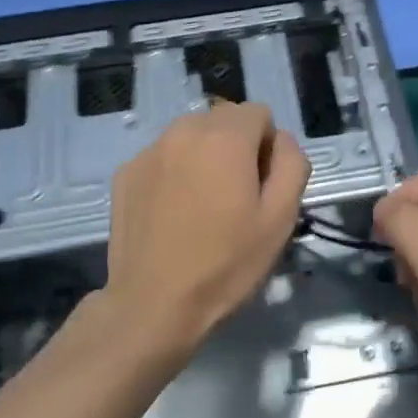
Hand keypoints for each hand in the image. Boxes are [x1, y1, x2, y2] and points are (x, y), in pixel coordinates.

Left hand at [96, 101, 310, 356]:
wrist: (153, 304)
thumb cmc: (226, 264)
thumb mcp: (280, 218)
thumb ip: (291, 164)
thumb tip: (281, 141)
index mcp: (225, 137)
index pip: (259, 113)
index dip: (269, 147)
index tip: (262, 186)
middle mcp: (183, 130)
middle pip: (224, 120)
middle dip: (236, 147)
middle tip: (235, 197)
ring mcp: (149, 150)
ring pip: (191, 136)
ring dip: (204, 156)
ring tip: (203, 205)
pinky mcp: (125, 172)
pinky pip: (163, 157)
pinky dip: (174, 172)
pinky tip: (173, 213)